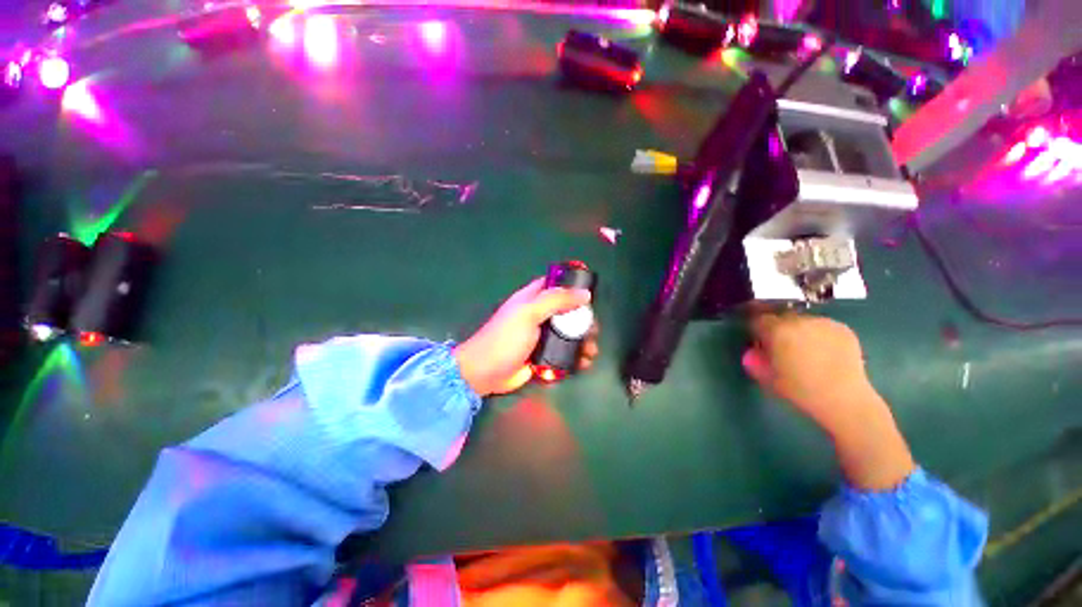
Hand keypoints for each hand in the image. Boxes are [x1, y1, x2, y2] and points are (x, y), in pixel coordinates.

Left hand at [454, 278, 597, 396]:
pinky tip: (584, 363)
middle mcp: (539, 315)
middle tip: (594, 330)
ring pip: (569, 334)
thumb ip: (555, 300)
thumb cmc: (505, 338)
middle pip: (568, 312)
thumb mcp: (528, 313)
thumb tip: (585, 294)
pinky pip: (565, 353)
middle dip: (583, 320)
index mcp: (532, 299)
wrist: (485, 373)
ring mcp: (542, 337)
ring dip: (583, 341)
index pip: (555, 285)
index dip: (572, 286)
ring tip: (591, 352)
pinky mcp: (544, 356)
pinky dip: (576, 357)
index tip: (590, 295)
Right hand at [742, 312, 873, 433]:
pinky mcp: (842, 329)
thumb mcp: (768, 377)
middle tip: (784, 348)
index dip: (758, 331)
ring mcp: (823, 323)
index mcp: (777, 330)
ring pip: (804, 321)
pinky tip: (825, 353)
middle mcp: (799, 321)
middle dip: (780, 329)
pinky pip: (823, 327)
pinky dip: (820, 335)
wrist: (843, 399)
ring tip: (808, 351)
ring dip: (801, 331)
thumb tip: (752, 352)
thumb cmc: (800, 389)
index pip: (759, 320)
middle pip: (782, 318)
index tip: (761, 343)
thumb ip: (755, 361)